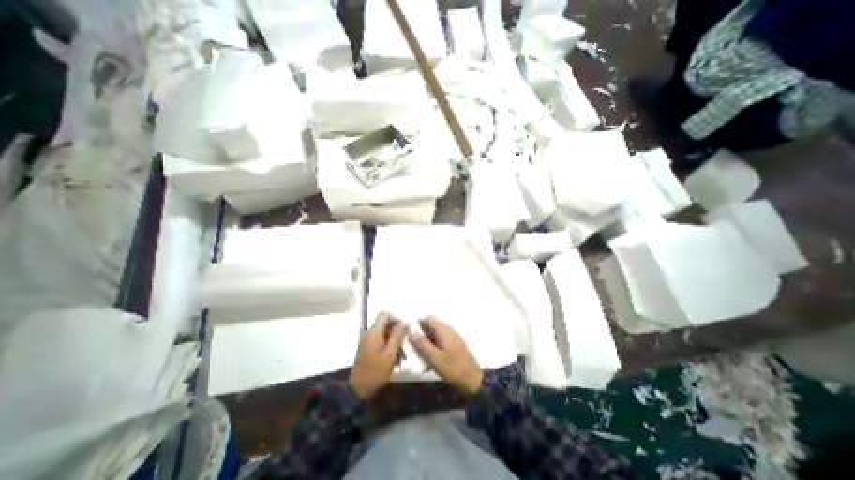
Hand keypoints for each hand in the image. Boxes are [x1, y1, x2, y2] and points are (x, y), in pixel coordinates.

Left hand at [350, 312, 411, 398]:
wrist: (358, 390)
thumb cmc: (375, 371)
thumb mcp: (390, 354)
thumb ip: (397, 336)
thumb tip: (405, 323)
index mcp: (374, 332)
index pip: (385, 315)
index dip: (397, 319)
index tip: (404, 330)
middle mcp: (369, 333)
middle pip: (386, 324)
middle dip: (397, 333)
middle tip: (405, 345)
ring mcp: (367, 341)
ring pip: (384, 334)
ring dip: (394, 341)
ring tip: (401, 356)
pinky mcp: (367, 348)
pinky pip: (380, 341)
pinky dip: (388, 346)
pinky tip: (394, 360)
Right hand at [410, 316, 483, 395]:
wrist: (473, 382)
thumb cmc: (453, 368)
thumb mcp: (435, 358)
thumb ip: (422, 345)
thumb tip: (411, 333)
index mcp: (444, 330)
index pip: (428, 319)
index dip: (418, 324)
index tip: (408, 334)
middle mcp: (448, 331)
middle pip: (431, 327)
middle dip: (420, 335)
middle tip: (410, 347)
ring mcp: (452, 339)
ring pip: (435, 336)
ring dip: (426, 342)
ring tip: (417, 355)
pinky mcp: (454, 347)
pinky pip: (440, 343)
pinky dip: (432, 348)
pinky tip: (428, 360)